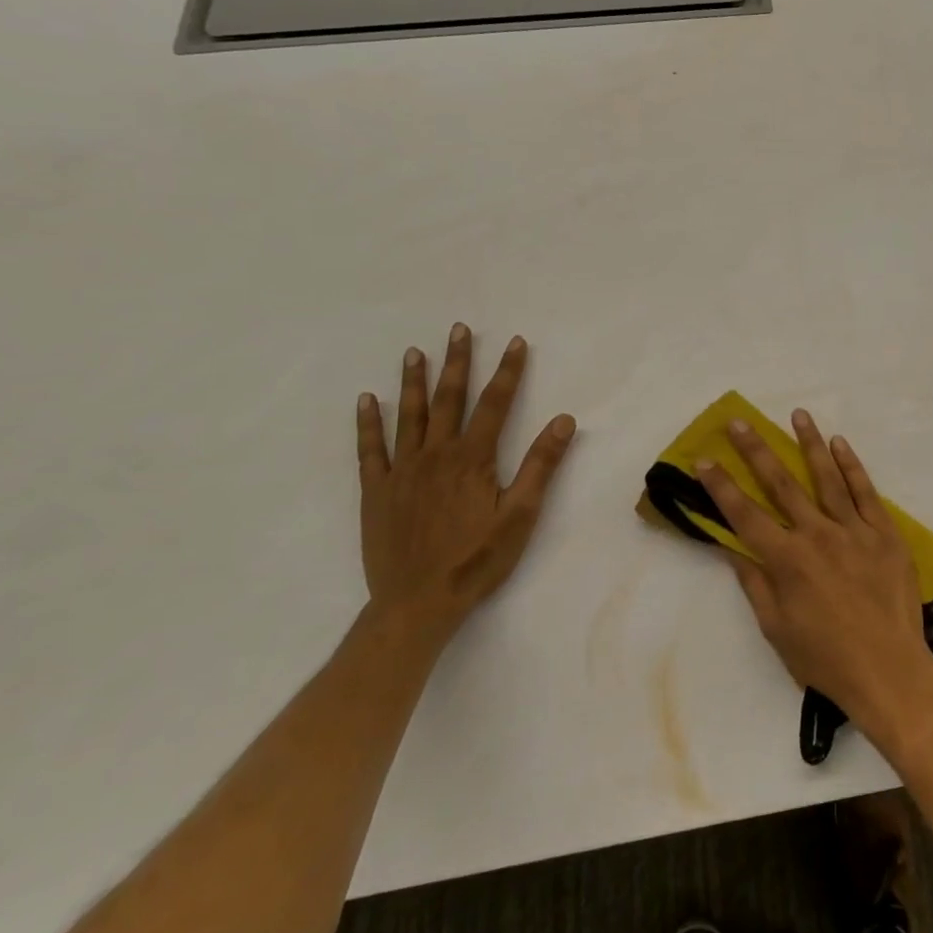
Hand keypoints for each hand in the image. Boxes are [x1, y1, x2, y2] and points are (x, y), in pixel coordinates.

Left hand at [356, 324, 576, 649]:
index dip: (509, 371)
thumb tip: (564, 420)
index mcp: (473, 459)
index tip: (516, 342)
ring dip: (414, 382)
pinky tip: (368, 400)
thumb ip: (541, 465)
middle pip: (449, 399)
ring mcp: (402, 472)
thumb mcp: (521, 514)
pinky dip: (368, 423)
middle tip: (459, 329)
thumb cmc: (477, 559)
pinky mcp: (376, 492)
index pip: (495, 403)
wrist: (417, 603)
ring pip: (409, 416)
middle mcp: (436, 455)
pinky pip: (370, 450)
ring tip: (415, 352)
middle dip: (458, 362)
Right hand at [696, 411, 932, 733]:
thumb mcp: (777, 629)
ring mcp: (854, 529)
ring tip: (798, 414)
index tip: (704, 459)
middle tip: (741, 422)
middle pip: (781, 484)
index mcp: (787, 560)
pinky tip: (840, 444)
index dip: (721, 486)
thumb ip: (755, 584)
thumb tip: (733, 550)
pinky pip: (865, 491)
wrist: (889, 670)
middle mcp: (817, 535)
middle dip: (757, 451)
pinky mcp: (884, 532)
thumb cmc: (825, 658)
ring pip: (827, 476)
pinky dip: (852, 466)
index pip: (745, 514)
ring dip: (810, 443)